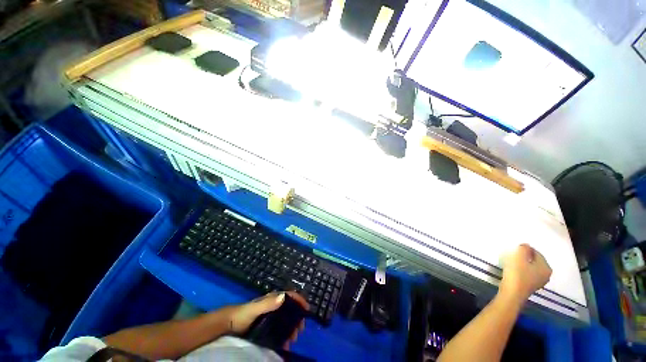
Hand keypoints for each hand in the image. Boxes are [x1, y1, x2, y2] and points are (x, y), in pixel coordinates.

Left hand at [227, 291, 308, 348]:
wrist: (228, 324)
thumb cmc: (242, 314)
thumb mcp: (254, 309)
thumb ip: (267, 303)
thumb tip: (283, 297)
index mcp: (273, 298)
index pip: (290, 295)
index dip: (299, 300)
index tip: (307, 310)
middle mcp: (274, 305)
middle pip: (290, 308)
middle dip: (297, 318)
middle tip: (299, 330)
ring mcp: (271, 315)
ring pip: (286, 319)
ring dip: (292, 328)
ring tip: (292, 340)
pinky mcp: (267, 324)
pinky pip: (279, 328)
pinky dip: (284, 335)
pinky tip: (284, 344)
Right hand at [499, 244, 551, 303]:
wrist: (512, 292)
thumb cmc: (517, 273)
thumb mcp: (518, 257)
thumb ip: (523, 249)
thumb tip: (525, 246)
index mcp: (546, 267)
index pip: (537, 253)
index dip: (526, 249)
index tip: (516, 249)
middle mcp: (546, 275)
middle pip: (535, 261)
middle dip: (525, 257)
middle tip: (514, 255)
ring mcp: (539, 282)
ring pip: (531, 268)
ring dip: (523, 264)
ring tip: (512, 263)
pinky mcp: (531, 287)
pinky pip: (528, 274)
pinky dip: (522, 271)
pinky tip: (514, 271)